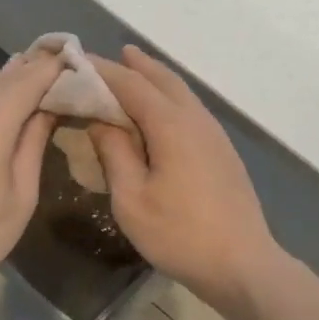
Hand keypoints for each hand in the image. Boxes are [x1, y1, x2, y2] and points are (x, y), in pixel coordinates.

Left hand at [0, 49, 60, 304]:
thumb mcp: (21, 195)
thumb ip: (34, 143)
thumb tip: (49, 109)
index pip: (29, 80)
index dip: (54, 67)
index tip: (77, 59)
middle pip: (5, 77)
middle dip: (34, 66)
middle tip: (63, 61)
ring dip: (11, 77)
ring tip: (37, 72)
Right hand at [86, 47, 286, 319]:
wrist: (242, 264)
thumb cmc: (180, 234)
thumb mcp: (132, 199)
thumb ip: (114, 152)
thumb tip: (100, 120)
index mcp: (171, 124)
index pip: (131, 84)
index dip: (102, 71)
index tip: (76, 62)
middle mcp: (196, 118)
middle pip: (163, 79)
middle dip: (136, 65)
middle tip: (110, 55)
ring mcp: (214, 134)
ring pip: (181, 92)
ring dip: (156, 79)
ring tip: (134, 70)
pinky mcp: (222, 150)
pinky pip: (191, 109)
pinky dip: (170, 98)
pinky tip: (161, 112)